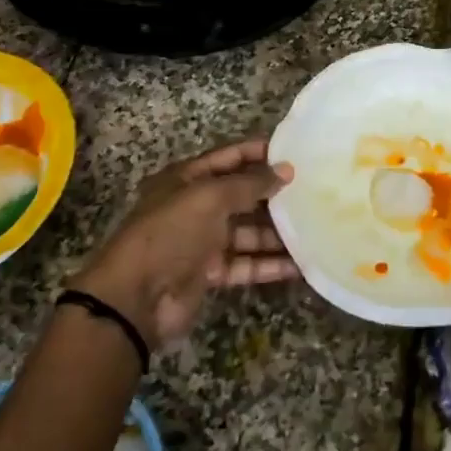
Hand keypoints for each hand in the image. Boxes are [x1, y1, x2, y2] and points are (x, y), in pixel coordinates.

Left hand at [71, 139, 295, 349]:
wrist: (136, 297)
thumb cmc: (171, 232)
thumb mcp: (210, 198)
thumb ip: (250, 184)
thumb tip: (287, 170)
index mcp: (186, 180)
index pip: (227, 158)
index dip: (257, 153)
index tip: (293, 153)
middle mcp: (194, 207)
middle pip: (240, 196)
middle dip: (272, 195)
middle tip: (313, 191)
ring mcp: (202, 242)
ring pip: (247, 232)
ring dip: (277, 233)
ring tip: (315, 228)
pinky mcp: (209, 273)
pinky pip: (245, 264)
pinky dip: (269, 264)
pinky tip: (300, 264)